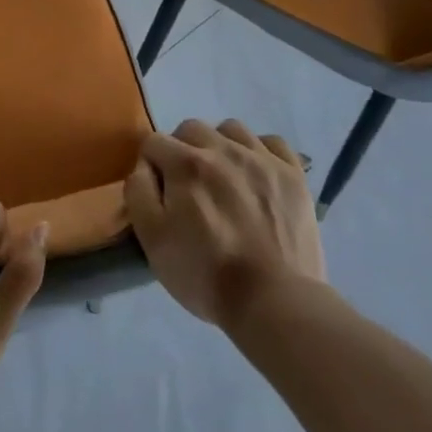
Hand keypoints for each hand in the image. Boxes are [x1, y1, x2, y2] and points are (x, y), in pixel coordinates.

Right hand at [125, 118, 324, 330]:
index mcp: (186, 163)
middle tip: (189, 187)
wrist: (274, 302)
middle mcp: (223, 148)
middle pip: (191, 128)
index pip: (154, 142)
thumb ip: (139, 192)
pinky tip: (257, 174)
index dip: (151, 166)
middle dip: (182, 151)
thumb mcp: (152, 240)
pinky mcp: (293, 174)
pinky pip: (272, 142)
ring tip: (224, 178)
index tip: (159, 194)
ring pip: (231, 129)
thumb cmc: (206, 274)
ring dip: (220, 146)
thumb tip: (144, 166)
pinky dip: (260, 151)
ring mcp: (262, 158)